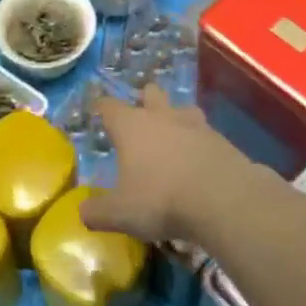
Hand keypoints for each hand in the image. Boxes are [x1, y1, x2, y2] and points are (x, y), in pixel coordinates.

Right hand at [80, 83, 249, 243]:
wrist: (222, 198)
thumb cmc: (161, 199)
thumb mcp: (121, 213)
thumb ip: (98, 212)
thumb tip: (82, 212)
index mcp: (131, 126)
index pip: (109, 106)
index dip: (102, 108)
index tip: (98, 113)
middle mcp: (161, 116)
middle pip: (150, 93)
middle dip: (144, 101)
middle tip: (140, 121)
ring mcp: (194, 124)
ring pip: (181, 108)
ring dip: (175, 118)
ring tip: (173, 139)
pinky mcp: (220, 139)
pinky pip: (205, 132)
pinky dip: (199, 142)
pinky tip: (199, 161)